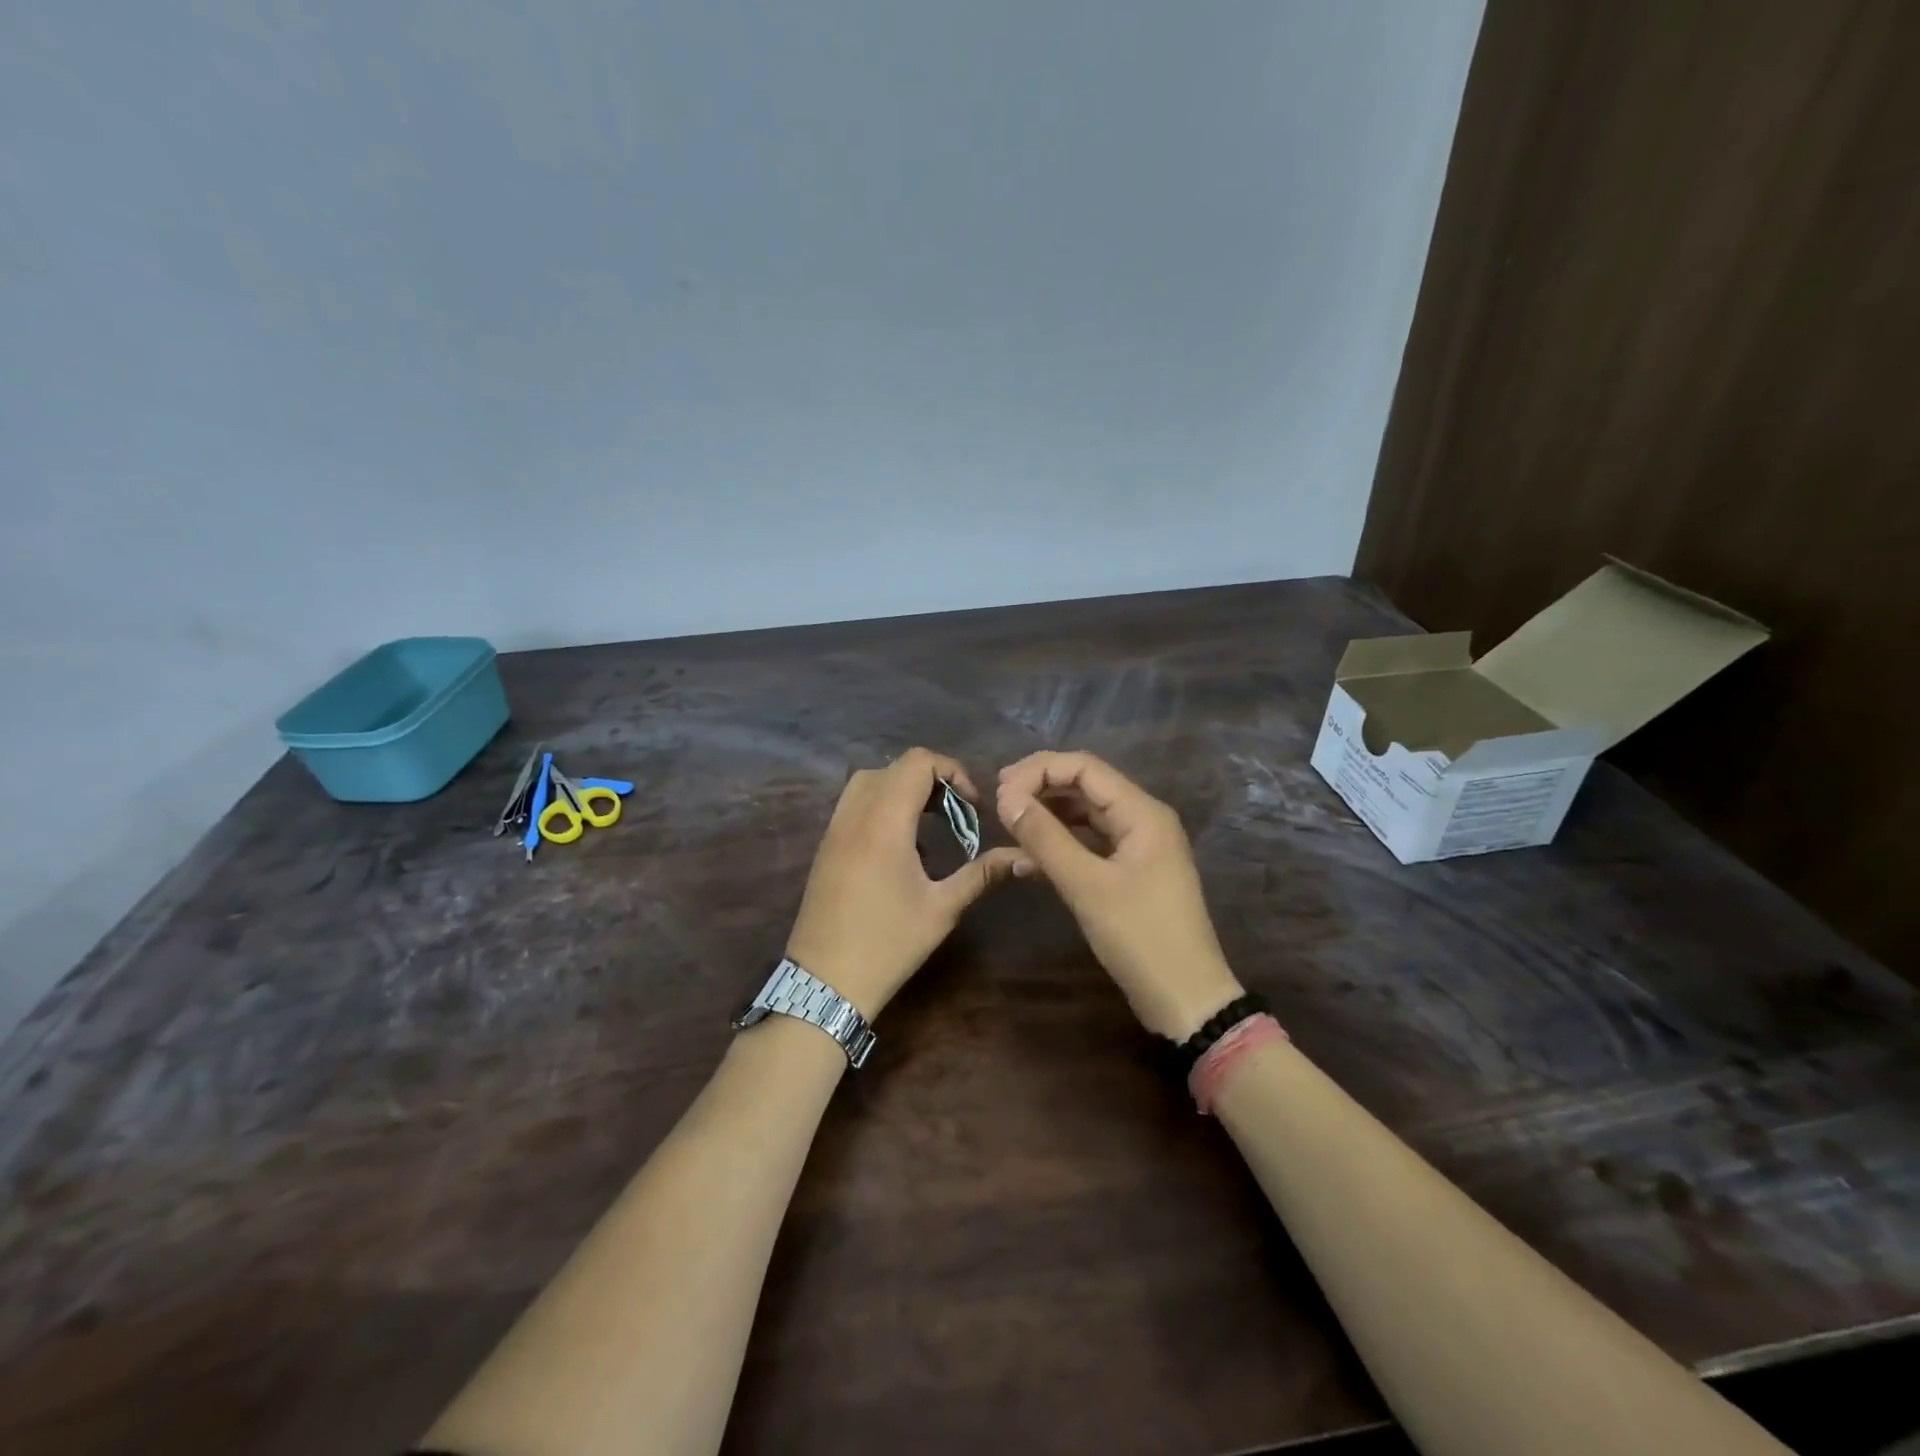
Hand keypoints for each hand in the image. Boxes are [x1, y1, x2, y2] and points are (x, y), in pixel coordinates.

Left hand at [786, 748, 1024, 1019]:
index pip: (917, 762)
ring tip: (929, 824)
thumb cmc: (888, 943)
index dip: (952, 772)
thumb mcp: (942, 908)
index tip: (972, 805)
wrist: (825, 981)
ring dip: (902, 789)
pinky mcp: (826, 846)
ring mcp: (835, 828)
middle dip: (931, 780)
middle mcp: (855, 814)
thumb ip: (982, 874)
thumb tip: (1024, 857)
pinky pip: (854, 803)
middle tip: (955, 814)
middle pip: (894, 767)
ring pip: (869, 781)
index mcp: (885, 822)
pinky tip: (900, 845)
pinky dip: (880, 804)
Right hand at [996, 750, 1242, 1040]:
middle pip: (1085, 785)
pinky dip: (1061, 843)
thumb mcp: (1086, 885)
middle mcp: (1143, 818)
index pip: (1084, 767)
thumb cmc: (1140, 937)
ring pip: (1086, 814)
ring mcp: (1139, 845)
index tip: (999, 791)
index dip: (1038, 771)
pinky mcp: (1131, 870)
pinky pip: (1091, 842)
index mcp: (1142, 812)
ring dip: (1048, 814)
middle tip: (999, 802)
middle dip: (1041, 787)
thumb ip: (1045, 838)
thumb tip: (1006, 799)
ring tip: (1010, 823)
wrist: (1185, 998)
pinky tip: (1029, 858)